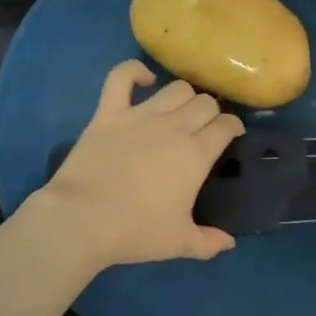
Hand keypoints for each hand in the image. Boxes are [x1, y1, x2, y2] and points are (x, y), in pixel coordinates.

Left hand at [30, 60, 245, 273]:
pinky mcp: (109, 112)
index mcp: (196, 153)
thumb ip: (209, 242)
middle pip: (204, 102)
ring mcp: (140, 115)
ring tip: (180, 109)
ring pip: (175, 88)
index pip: (226, 125)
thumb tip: (230, 244)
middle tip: (204, 127)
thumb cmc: (136, 231)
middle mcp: (174, 126)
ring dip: (184, 96)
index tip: (231, 135)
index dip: (232, 127)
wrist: (82, 219)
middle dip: (211, 111)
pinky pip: (121, 77)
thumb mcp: (179, 243)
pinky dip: (134, 71)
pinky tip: (144, 79)